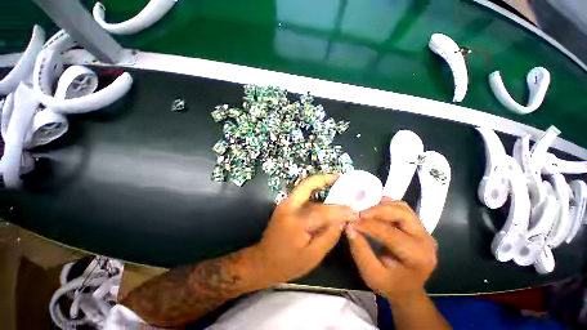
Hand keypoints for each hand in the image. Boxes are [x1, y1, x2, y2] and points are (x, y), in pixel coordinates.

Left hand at [254, 174, 354, 285]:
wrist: (262, 261)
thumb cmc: (287, 263)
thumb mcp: (312, 256)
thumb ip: (329, 236)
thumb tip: (342, 221)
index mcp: (296, 221)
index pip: (323, 211)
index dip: (340, 210)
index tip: (354, 209)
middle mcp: (289, 206)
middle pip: (307, 184)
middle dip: (324, 178)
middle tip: (339, 177)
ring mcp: (285, 204)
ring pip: (304, 188)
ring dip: (319, 184)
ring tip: (335, 183)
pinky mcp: (285, 205)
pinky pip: (302, 195)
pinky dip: (314, 192)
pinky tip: (324, 195)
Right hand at [346, 199, 437, 303]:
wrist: (407, 289)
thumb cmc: (390, 284)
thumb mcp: (371, 275)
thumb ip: (360, 251)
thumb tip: (350, 227)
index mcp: (417, 256)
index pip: (390, 233)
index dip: (368, 225)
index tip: (351, 222)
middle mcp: (426, 240)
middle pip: (401, 214)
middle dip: (377, 211)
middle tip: (359, 214)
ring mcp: (424, 231)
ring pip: (402, 208)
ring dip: (382, 206)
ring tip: (365, 213)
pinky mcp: (417, 226)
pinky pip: (403, 209)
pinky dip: (388, 205)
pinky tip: (376, 206)